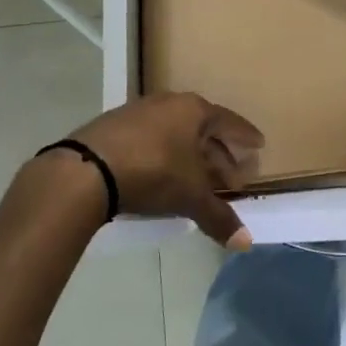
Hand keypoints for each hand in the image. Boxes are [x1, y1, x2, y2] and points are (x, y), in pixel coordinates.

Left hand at [60, 92, 263, 248]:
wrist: (87, 169)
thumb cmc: (152, 172)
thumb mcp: (190, 196)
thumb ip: (218, 216)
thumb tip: (245, 242)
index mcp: (194, 110)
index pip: (229, 121)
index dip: (245, 137)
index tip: (258, 146)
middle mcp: (169, 103)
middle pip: (203, 127)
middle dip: (219, 152)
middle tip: (232, 176)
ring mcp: (139, 111)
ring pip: (176, 131)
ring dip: (191, 154)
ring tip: (199, 179)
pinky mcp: (115, 125)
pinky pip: (152, 136)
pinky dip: (165, 153)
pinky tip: (163, 174)